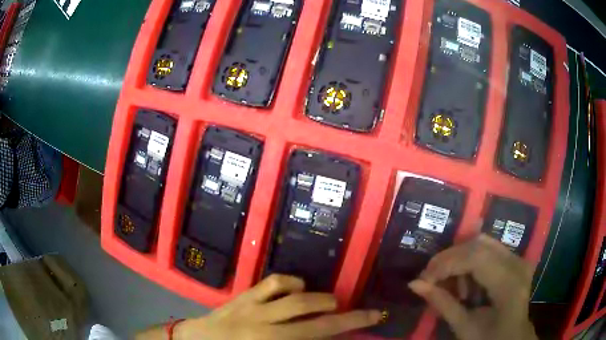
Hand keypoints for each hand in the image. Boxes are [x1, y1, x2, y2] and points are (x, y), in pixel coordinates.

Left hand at [176, 274, 381, 339]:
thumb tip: (320, 335)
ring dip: (320, 299)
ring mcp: (254, 308)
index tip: (373, 318)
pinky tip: (296, 289)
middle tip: (362, 312)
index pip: (319, 335)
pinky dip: (291, 283)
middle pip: (315, 319)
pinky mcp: (244, 295)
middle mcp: (267, 328)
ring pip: (296, 298)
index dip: (349, 327)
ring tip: (327, 303)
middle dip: (345, 315)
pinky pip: (272, 282)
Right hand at [408, 235, 537, 339]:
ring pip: (482, 242)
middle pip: (478, 245)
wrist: (513, 338)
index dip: (446, 263)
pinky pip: (489, 248)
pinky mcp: (515, 258)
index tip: (424, 279)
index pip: (476, 258)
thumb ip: (443, 304)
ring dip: (459, 258)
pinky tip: (464, 280)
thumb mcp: (464, 328)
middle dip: (449, 258)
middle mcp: (517, 264)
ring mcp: (518, 259)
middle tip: (430, 277)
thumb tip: (414, 284)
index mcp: (508, 285)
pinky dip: (470, 259)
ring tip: (447, 280)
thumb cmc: (489, 339)